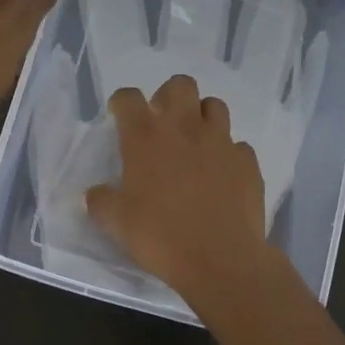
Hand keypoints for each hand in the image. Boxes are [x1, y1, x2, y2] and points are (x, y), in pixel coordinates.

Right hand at [86, 74, 278, 298]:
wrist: (220, 260)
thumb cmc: (160, 236)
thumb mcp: (115, 223)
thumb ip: (101, 201)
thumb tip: (96, 194)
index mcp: (146, 137)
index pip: (128, 97)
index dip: (122, 103)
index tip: (119, 117)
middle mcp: (185, 128)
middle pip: (180, 85)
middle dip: (169, 97)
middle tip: (162, 123)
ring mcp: (221, 142)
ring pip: (214, 106)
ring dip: (202, 117)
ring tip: (194, 143)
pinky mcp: (247, 162)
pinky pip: (238, 146)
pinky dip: (228, 154)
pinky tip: (221, 175)